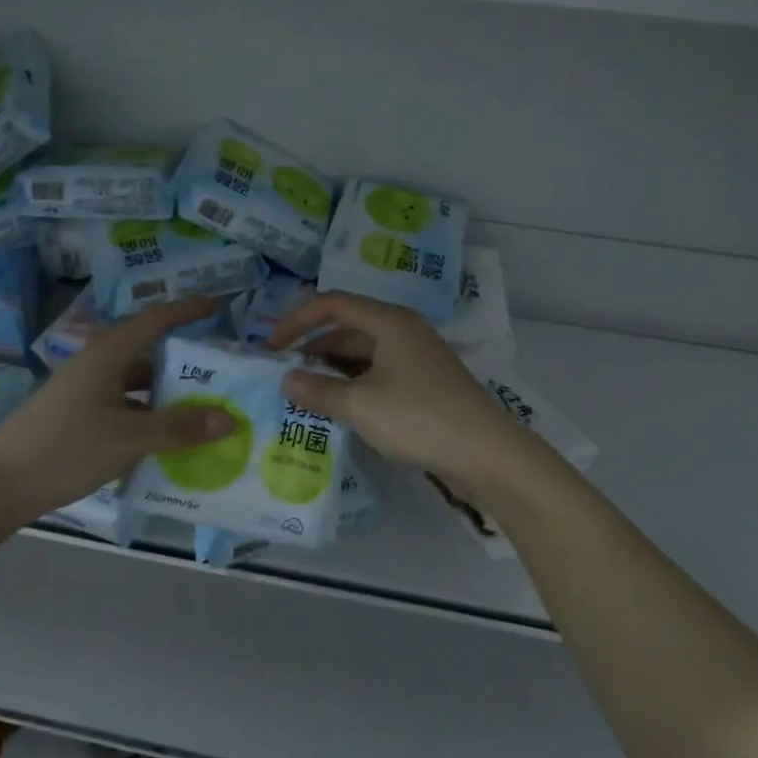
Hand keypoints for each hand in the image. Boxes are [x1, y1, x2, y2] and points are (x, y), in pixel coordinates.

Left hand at [0, 298, 237, 525]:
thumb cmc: (64, 448)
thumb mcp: (128, 438)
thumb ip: (178, 428)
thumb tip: (229, 419)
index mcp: (108, 355)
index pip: (156, 320)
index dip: (188, 311)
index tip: (219, 307)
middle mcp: (98, 367)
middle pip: (150, 356)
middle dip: (186, 365)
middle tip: (225, 375)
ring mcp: (87, 394)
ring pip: (138, 388)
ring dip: (169, 399)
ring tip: (206, 414)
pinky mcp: (80, 420)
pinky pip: (126, 412)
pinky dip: (150, 422)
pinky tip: (170, 444)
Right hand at [267, 292, 541, 500]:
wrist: (486, 453)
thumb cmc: (419, 418)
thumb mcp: (361, 405)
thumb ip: (319, 390)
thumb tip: (286, 380)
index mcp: (389, 322)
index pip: (332, 304)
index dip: (296, 321)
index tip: (271, 348)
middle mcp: (402, 331)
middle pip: (347, 328)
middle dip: (312, 349)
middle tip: (283, 376)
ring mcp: (414, 358)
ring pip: (361, 354)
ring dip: (331, 370)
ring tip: (303, 395)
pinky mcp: (422, 384)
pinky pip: (376, 374)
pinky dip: (352, 386)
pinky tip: (336, 408)